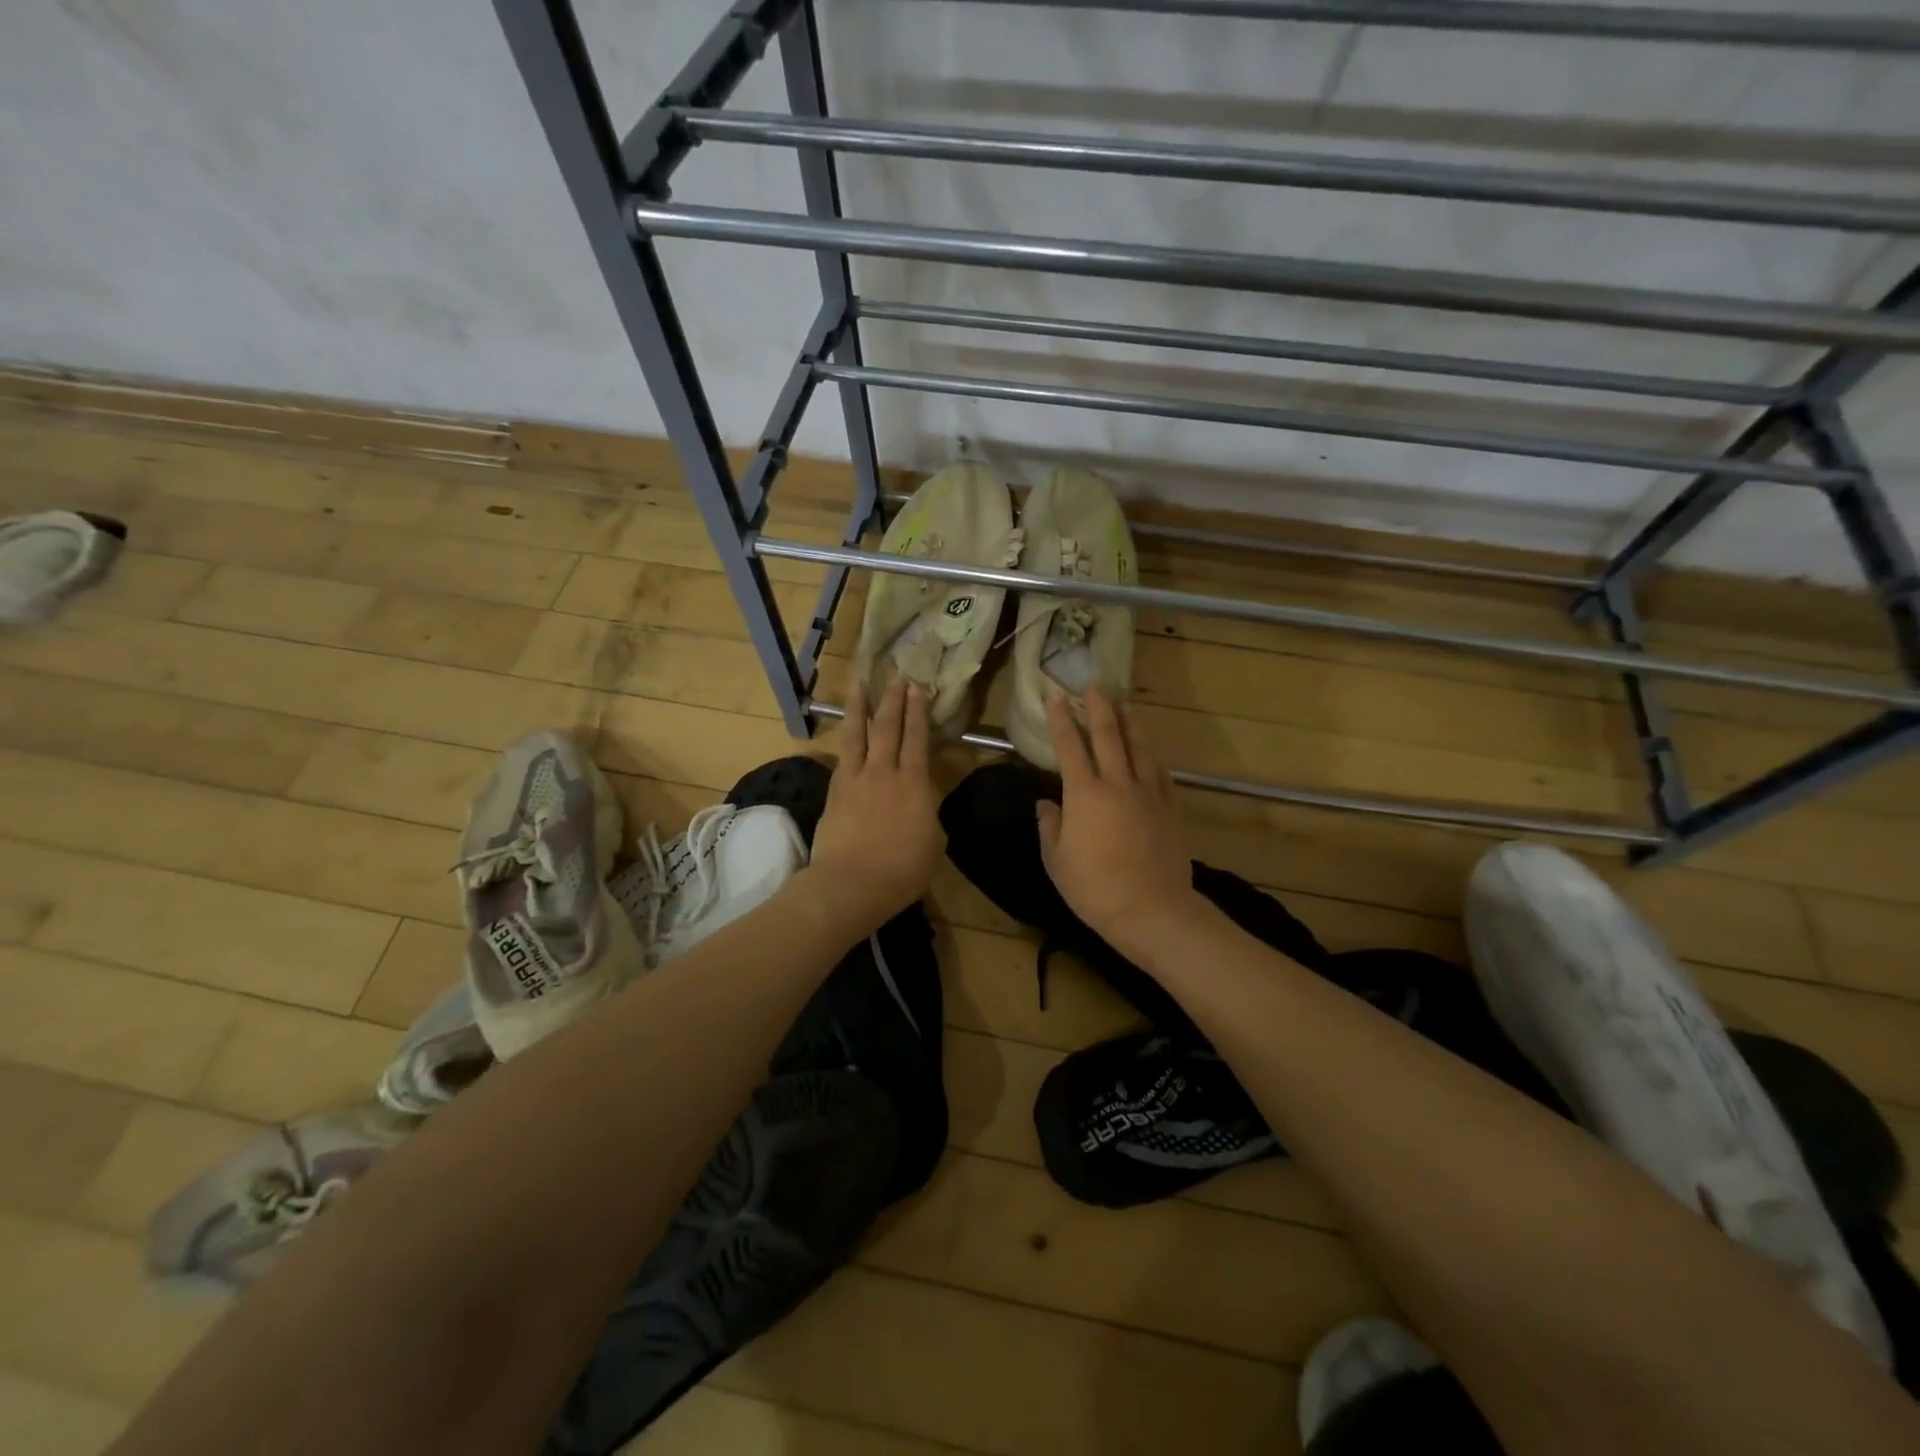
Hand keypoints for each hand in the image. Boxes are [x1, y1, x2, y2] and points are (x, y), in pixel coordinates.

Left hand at [804, 679, 945, 936]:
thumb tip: (922, 807)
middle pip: (888, 728)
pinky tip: (846, 732)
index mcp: (914, 784)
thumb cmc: (902, 870)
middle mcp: (884, 772)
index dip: (918, 712)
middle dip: (893, 701)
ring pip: (857, 734)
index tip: (917, 689)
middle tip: (896, 678)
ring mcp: (855, 779)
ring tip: (859, 684)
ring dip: (860, 707)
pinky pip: (842, 756)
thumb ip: (928, 816)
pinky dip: (845, 739)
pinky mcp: (834, 792)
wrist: (851, 884)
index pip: (917, 739)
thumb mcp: (934, 843)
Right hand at [1037, 685, 1203, 957]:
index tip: (1055, 693)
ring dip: (1129, 722)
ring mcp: (1148, 793)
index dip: (1060, 717)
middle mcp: (1117, 783)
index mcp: (1084, 794)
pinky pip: (1159, 772)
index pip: (1069, 745)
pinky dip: (1151, 755)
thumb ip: (1050, 827)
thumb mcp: (1057, 861)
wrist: (1152, 910)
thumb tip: (1047, 804)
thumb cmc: (1095, 888)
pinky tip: (1148, 750)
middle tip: (1094, 683)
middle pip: (1108, 735)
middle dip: (1098, 706)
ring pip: (1139, 747)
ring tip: (1124, 704)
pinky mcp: (1170, 808)